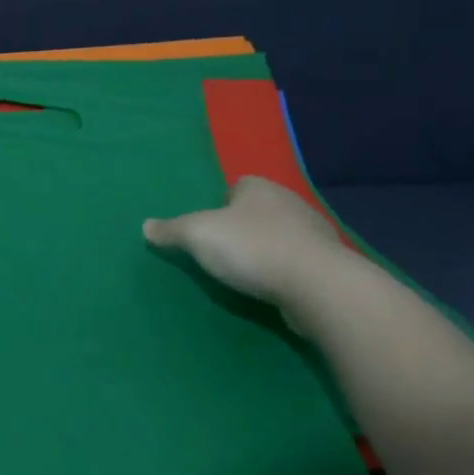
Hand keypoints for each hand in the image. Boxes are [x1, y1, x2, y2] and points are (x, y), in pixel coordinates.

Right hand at [143, 176, 349, 306]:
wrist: (316, 285)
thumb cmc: (251, 248)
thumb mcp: (198, 235)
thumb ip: (171, 230)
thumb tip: (146, 226)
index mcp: (259, 188)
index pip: (238, 186)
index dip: (223, 204)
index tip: (211, 226)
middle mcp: (289, 202)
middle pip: (260, 210)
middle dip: (245, 226)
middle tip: (224, 251)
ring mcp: (313, 234)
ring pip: (282, 236)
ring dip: (268, 250)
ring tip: (247, 273)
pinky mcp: (327, 265)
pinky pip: (299, 262)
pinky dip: (286, 272)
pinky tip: (273, 288)